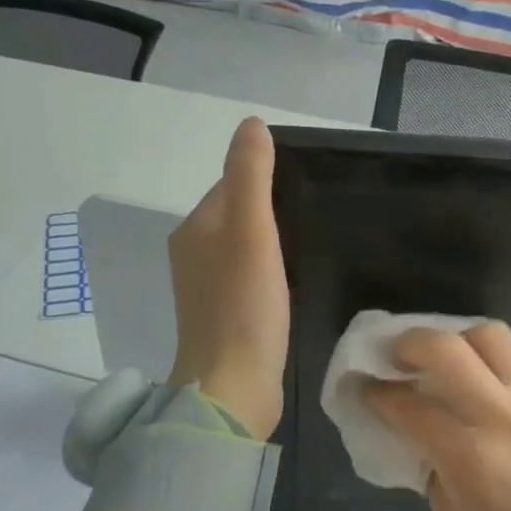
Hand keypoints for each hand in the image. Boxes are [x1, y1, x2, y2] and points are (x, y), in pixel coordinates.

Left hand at [165, 118, 287, 440]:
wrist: (232, 386)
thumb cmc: (244, 306)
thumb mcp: (252, 231)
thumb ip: (251, 176)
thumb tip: (250, 123)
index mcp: (196, 228)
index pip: (231, 185)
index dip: (266, 181)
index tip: (306, 190)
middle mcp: (194, 254)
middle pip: (237, 216)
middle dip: (271, 212)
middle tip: (316, 217)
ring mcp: (207, 290)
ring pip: (244, 249)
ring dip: (271, 245)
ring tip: (310, 249)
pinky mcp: (224, 317)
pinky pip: (248, 280)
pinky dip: (269, 275)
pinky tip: (291, 286)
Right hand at [367, 322, 510, 510]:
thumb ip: (432, 470)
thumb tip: (423, 438)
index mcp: (469, 454)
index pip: (408, 405)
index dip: (376, 392)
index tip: (361, 386)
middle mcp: (501, 415)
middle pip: (448, 347)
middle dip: (411, 343)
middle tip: (398, 356)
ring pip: (492, 337)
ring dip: (459, 341)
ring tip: (447, 361)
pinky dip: (495, 375)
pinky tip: (491, 400)